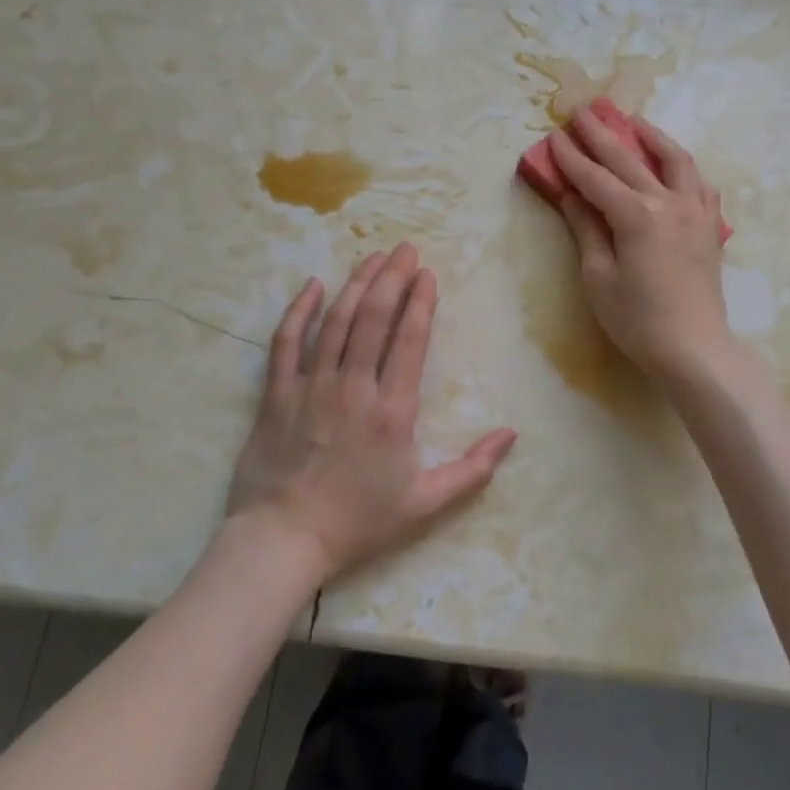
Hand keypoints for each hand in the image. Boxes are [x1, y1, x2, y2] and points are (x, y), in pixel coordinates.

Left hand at [227, 242, 517, 582]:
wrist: (283, 540)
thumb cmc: (358, 522)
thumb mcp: (425, 503)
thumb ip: (472, 469)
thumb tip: (512, 434)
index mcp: (392, 411)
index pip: (409, 341)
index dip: (420, 302)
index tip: (426, 274)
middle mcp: (353, 388)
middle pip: (374, 319)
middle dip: (391, 279)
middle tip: (403, 249)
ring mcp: (311, 387)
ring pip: (336, 322)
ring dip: (356, 285)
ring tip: (372, 257)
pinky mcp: (277, 394)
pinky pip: (286, 343)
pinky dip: (299, 311)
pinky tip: (313, 286)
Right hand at [547, 105, 731, 381]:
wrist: (694, 348)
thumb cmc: (638, 320)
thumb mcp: (599, 278)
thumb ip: (587, 230)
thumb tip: (572, 197)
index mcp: (637, 216)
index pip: (596, 178)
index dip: (572, 158)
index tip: (554, 135)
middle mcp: (669, 203)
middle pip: (630, 159)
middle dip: (602, 133)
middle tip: (582, 110)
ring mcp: (696, 212)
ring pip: (675, 160)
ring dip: (651, 136)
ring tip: (633, 121)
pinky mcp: (710, 227)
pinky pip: (700, 184)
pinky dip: (683, 168)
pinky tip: (673, 166)